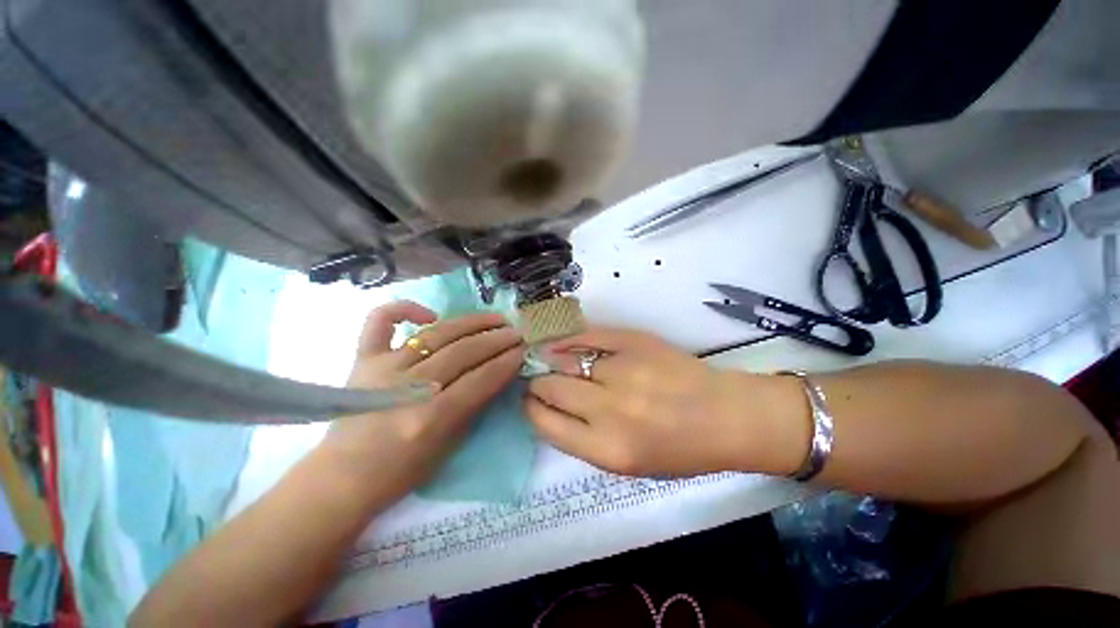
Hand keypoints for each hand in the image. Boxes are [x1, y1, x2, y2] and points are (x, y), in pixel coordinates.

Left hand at [320, 301, 523, 500]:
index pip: (481, 379)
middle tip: (516, 332)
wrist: (344, 477)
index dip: (506, 362)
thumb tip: (499, 371)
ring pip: (437, 334)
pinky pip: (381, 321)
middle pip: (463, 352)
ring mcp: (383, 368)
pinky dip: (404, 308)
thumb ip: (476, 404)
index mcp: (431, 418)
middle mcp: (409, 388)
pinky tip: (431, 314)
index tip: (523, 350)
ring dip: (472, 323)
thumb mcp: (451, 444)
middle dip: (497, 339)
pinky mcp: (363, 359)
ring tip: (495, 318)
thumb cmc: (402, 470)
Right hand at [525, 327, 785, 476]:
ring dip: (551, 362)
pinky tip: (561, 343)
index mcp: (607, 450)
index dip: (532, 409)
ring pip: (565, 359)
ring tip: (549, 361)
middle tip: (539, 380)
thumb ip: (584, 438)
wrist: (725, 416)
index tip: (530, 401)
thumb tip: (551, 407)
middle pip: (550, 387)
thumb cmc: (679, 450)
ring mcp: (622, 369)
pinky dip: (569, 339)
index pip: (546, 423)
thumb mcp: (627, 464)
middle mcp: (609, 409)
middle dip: (538, 384)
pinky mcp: (633, 342)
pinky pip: (587, 336)